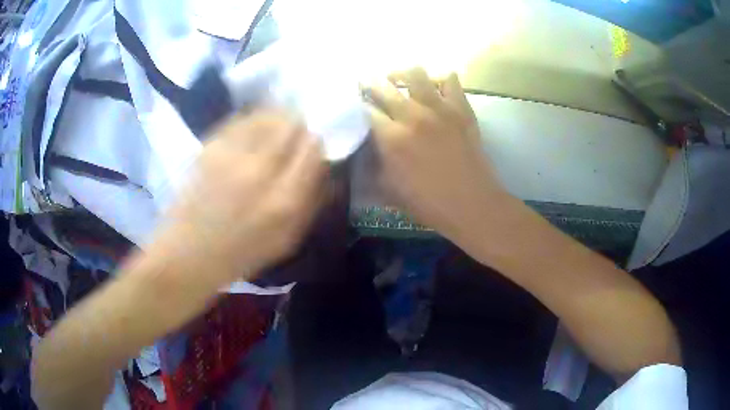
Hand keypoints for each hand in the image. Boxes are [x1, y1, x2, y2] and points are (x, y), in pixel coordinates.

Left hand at [155, 111, 326, 284]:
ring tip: (273, 130)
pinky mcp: (211, 147)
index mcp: (285, 200)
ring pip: (267, 115)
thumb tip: (325, 166)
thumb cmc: (241, 254)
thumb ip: (312, 202)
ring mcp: (233, 155)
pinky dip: (253, 121)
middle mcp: (261, 170)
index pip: (313, 148)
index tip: (313, 145)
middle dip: (298, 125)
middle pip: (292, 124)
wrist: (189, 253)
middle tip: (294, 133)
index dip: (316, 142)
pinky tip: (251, 132)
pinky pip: (242, 120)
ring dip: (277, 119)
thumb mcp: (287, 241)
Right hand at [368, 68, 505, 241]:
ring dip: (401, 74)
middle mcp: (412, 115)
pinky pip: (449, 80)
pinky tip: (434, 89)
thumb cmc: (429, 204)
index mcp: (391, 138)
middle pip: (383, 86)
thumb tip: (364, 147)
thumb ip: (372, 165)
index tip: (356, 106)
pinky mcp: (461, 109)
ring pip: (415, 73)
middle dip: (370, 84)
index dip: (357, 105)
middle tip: (369, 87)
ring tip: (399, 82)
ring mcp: (439, 108)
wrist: (472, 204)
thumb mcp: (389, 191)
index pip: (365, 109)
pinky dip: (439, 80)